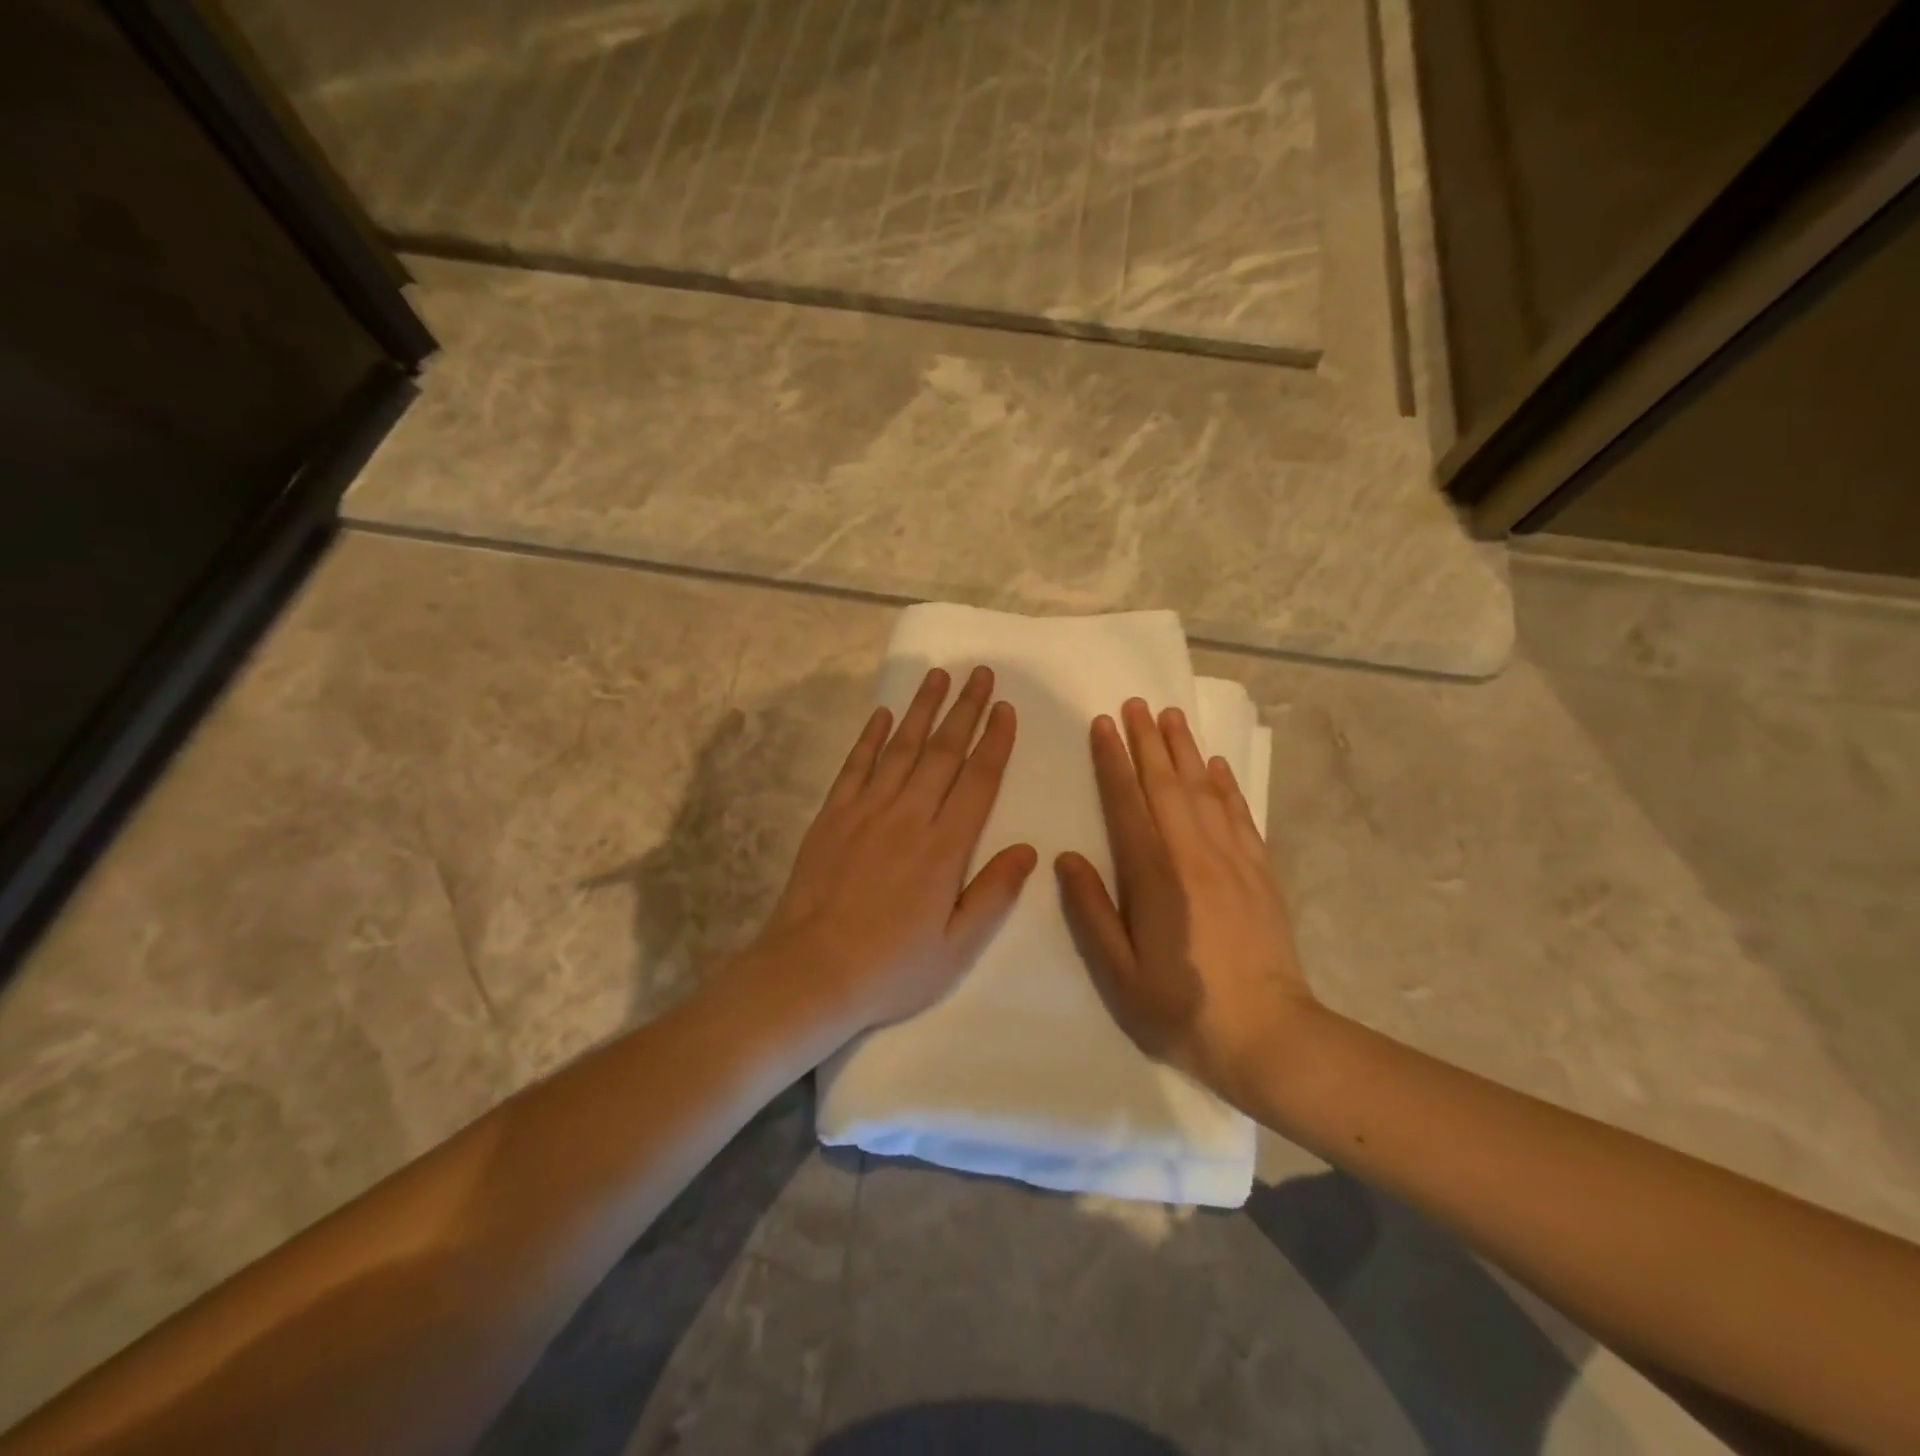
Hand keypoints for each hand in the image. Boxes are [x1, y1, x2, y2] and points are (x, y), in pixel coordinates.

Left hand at [744, 666, 1038, 1037]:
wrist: (810, 971)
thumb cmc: (891, 966)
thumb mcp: (956, 946)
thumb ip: (994, 894)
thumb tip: (1028, 849)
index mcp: (944, 848)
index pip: (978, 780)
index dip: (995, 741)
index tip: (1005, 708)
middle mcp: (908, 817)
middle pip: (943, 752)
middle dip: (965, 710)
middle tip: (980, 673)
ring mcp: (866, 811)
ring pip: (900, 748)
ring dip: (921, 709)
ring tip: (938, 676)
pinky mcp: (832, 816)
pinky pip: (855, 766)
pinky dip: (870, 737)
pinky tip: (882, 714)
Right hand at [1057, 698, 1316, 1111]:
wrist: (1269, 1035)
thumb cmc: (1181, 1008)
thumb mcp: (1119, 972)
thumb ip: (1091, 912)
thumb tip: (1067, 858)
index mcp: (1155, 876)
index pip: (1128, 804)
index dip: (1113, 762)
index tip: (1103, 725)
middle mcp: (1194, 855)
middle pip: (1167, 785)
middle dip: (1148, 741)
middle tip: (1136, 703)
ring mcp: (1233, 860)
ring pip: (1204, 791)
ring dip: (1185, 751)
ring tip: (1171, 716)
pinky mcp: (1260, 873)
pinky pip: (1240, 815)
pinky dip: (1226, 785)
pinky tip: (1216, 767)